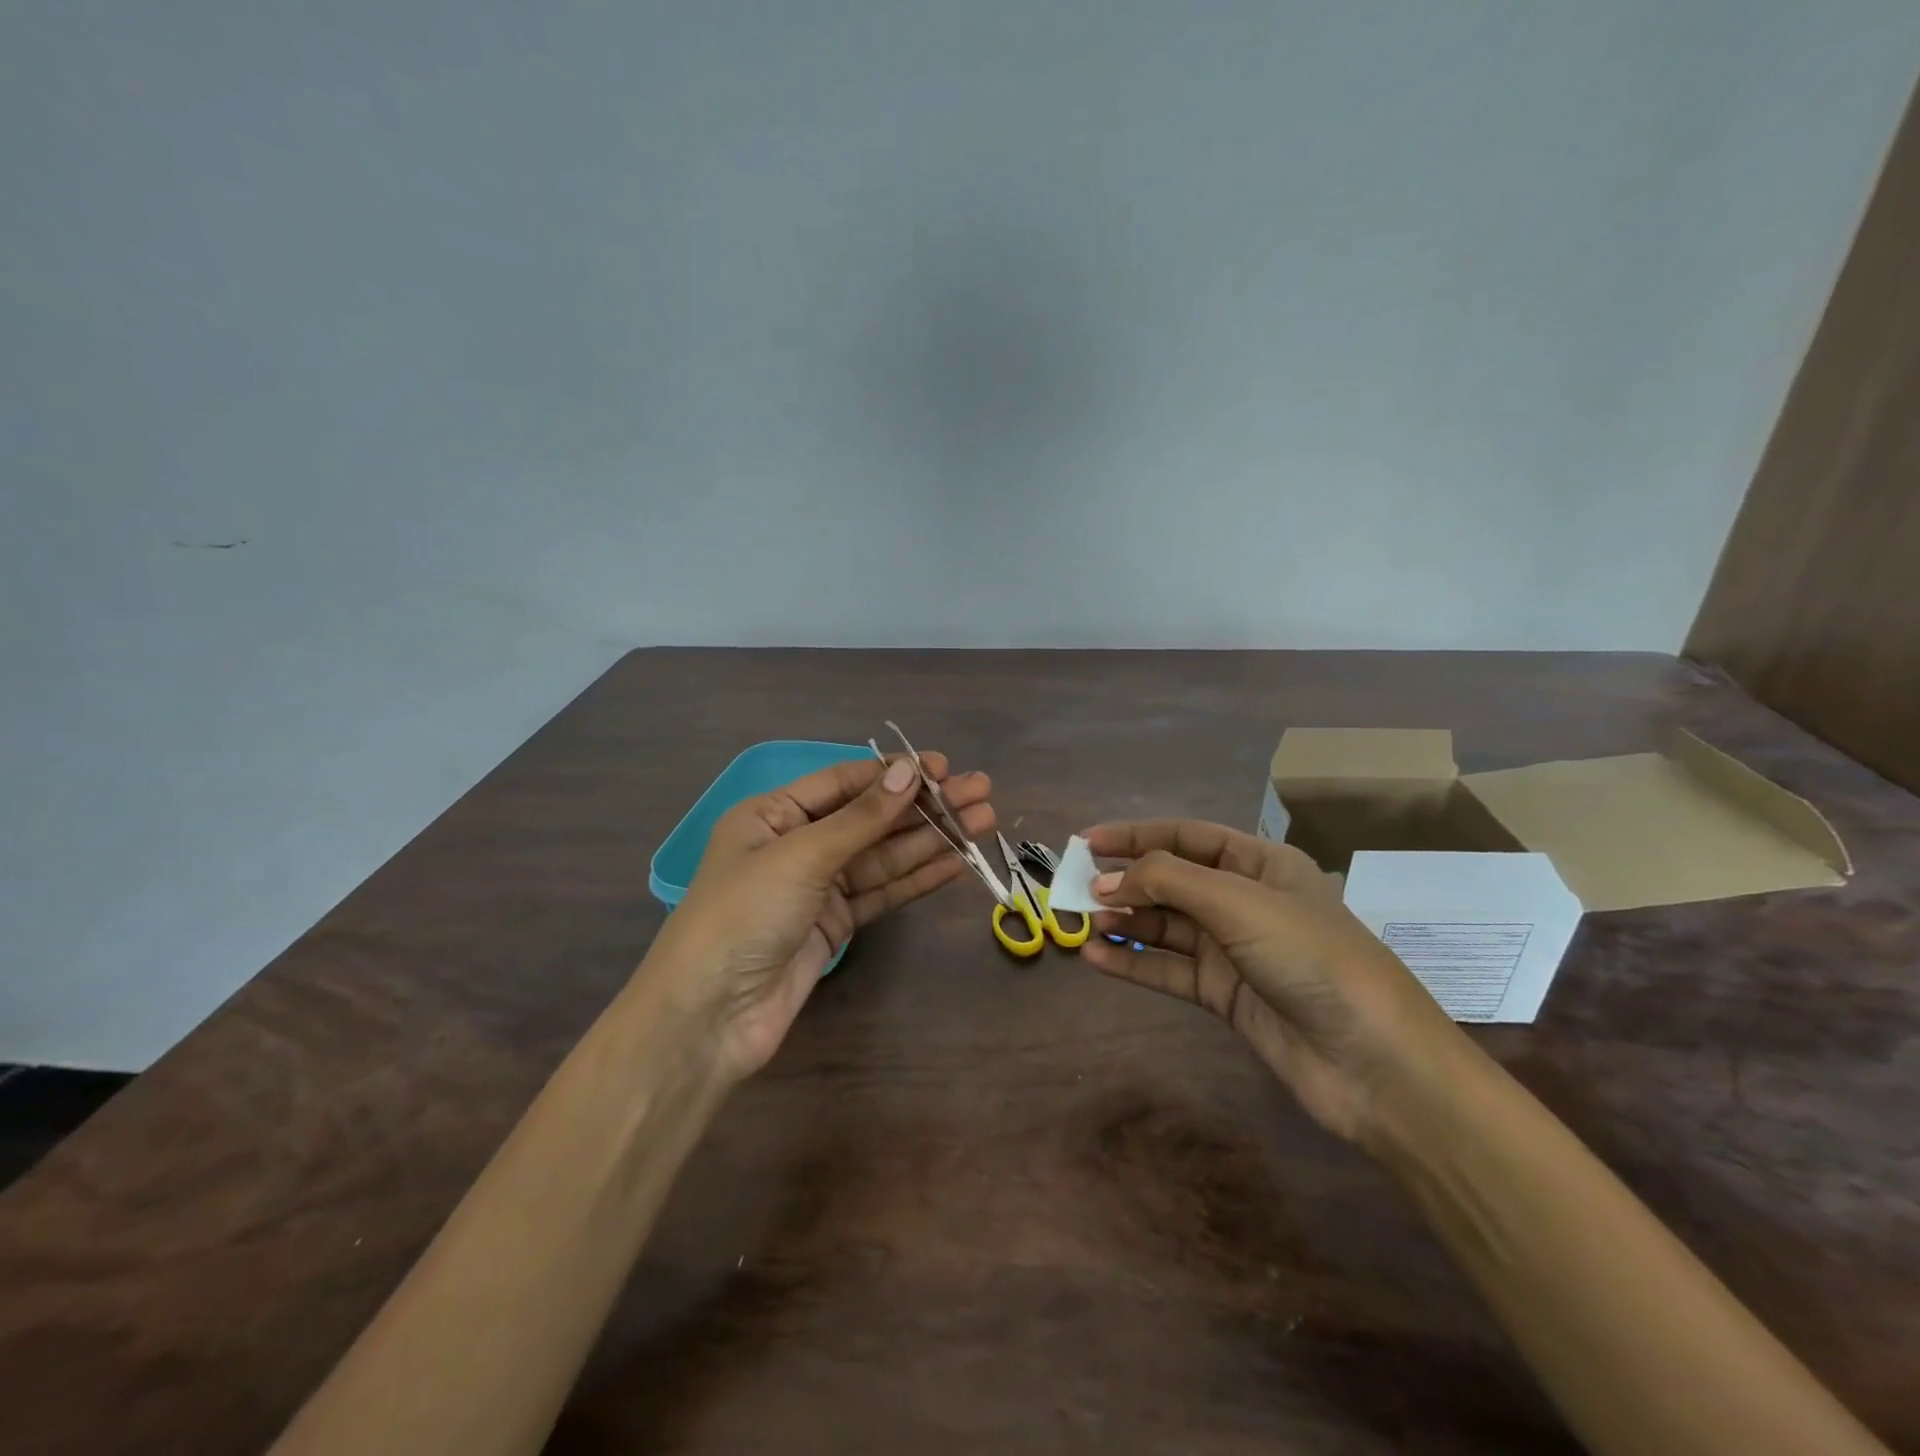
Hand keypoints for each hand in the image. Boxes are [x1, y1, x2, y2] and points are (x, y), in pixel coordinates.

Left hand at [655, 752, 992, 1081]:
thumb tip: (910, 772)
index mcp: (773, 815)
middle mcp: (797, 845)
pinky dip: (916, 879)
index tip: (943, 769)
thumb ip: (861, 817)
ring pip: (882, 856)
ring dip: (930, 840)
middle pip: (870, 818)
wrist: (710, 1016)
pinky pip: (881, 893)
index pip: (844, 782)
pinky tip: (954, 864)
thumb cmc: (743, 915)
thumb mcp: (801, 855)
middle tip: (980, 792)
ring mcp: (817, 888)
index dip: (894, 774)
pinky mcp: (834, 926)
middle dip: (924, 806)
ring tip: (982, 823)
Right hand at [1081, 819, 1466, 1146]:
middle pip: (1172, 881)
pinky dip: (1133, 962)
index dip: (1136, 835)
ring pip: (1166, 926)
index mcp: (1261, 864)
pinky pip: (1169, 969)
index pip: (1187, 837)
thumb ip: (1168, 882)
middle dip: (1125, 881)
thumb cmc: (1311, 958)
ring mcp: (1235, 950)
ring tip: (1081, 922)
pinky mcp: (1226, 995)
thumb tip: (1107, 881)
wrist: (1375, 1064)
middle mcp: (1245, 901)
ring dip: (1124, 921)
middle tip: (1074, 888)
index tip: (1087, 842)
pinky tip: (1096, 959)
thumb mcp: (1239, 902)